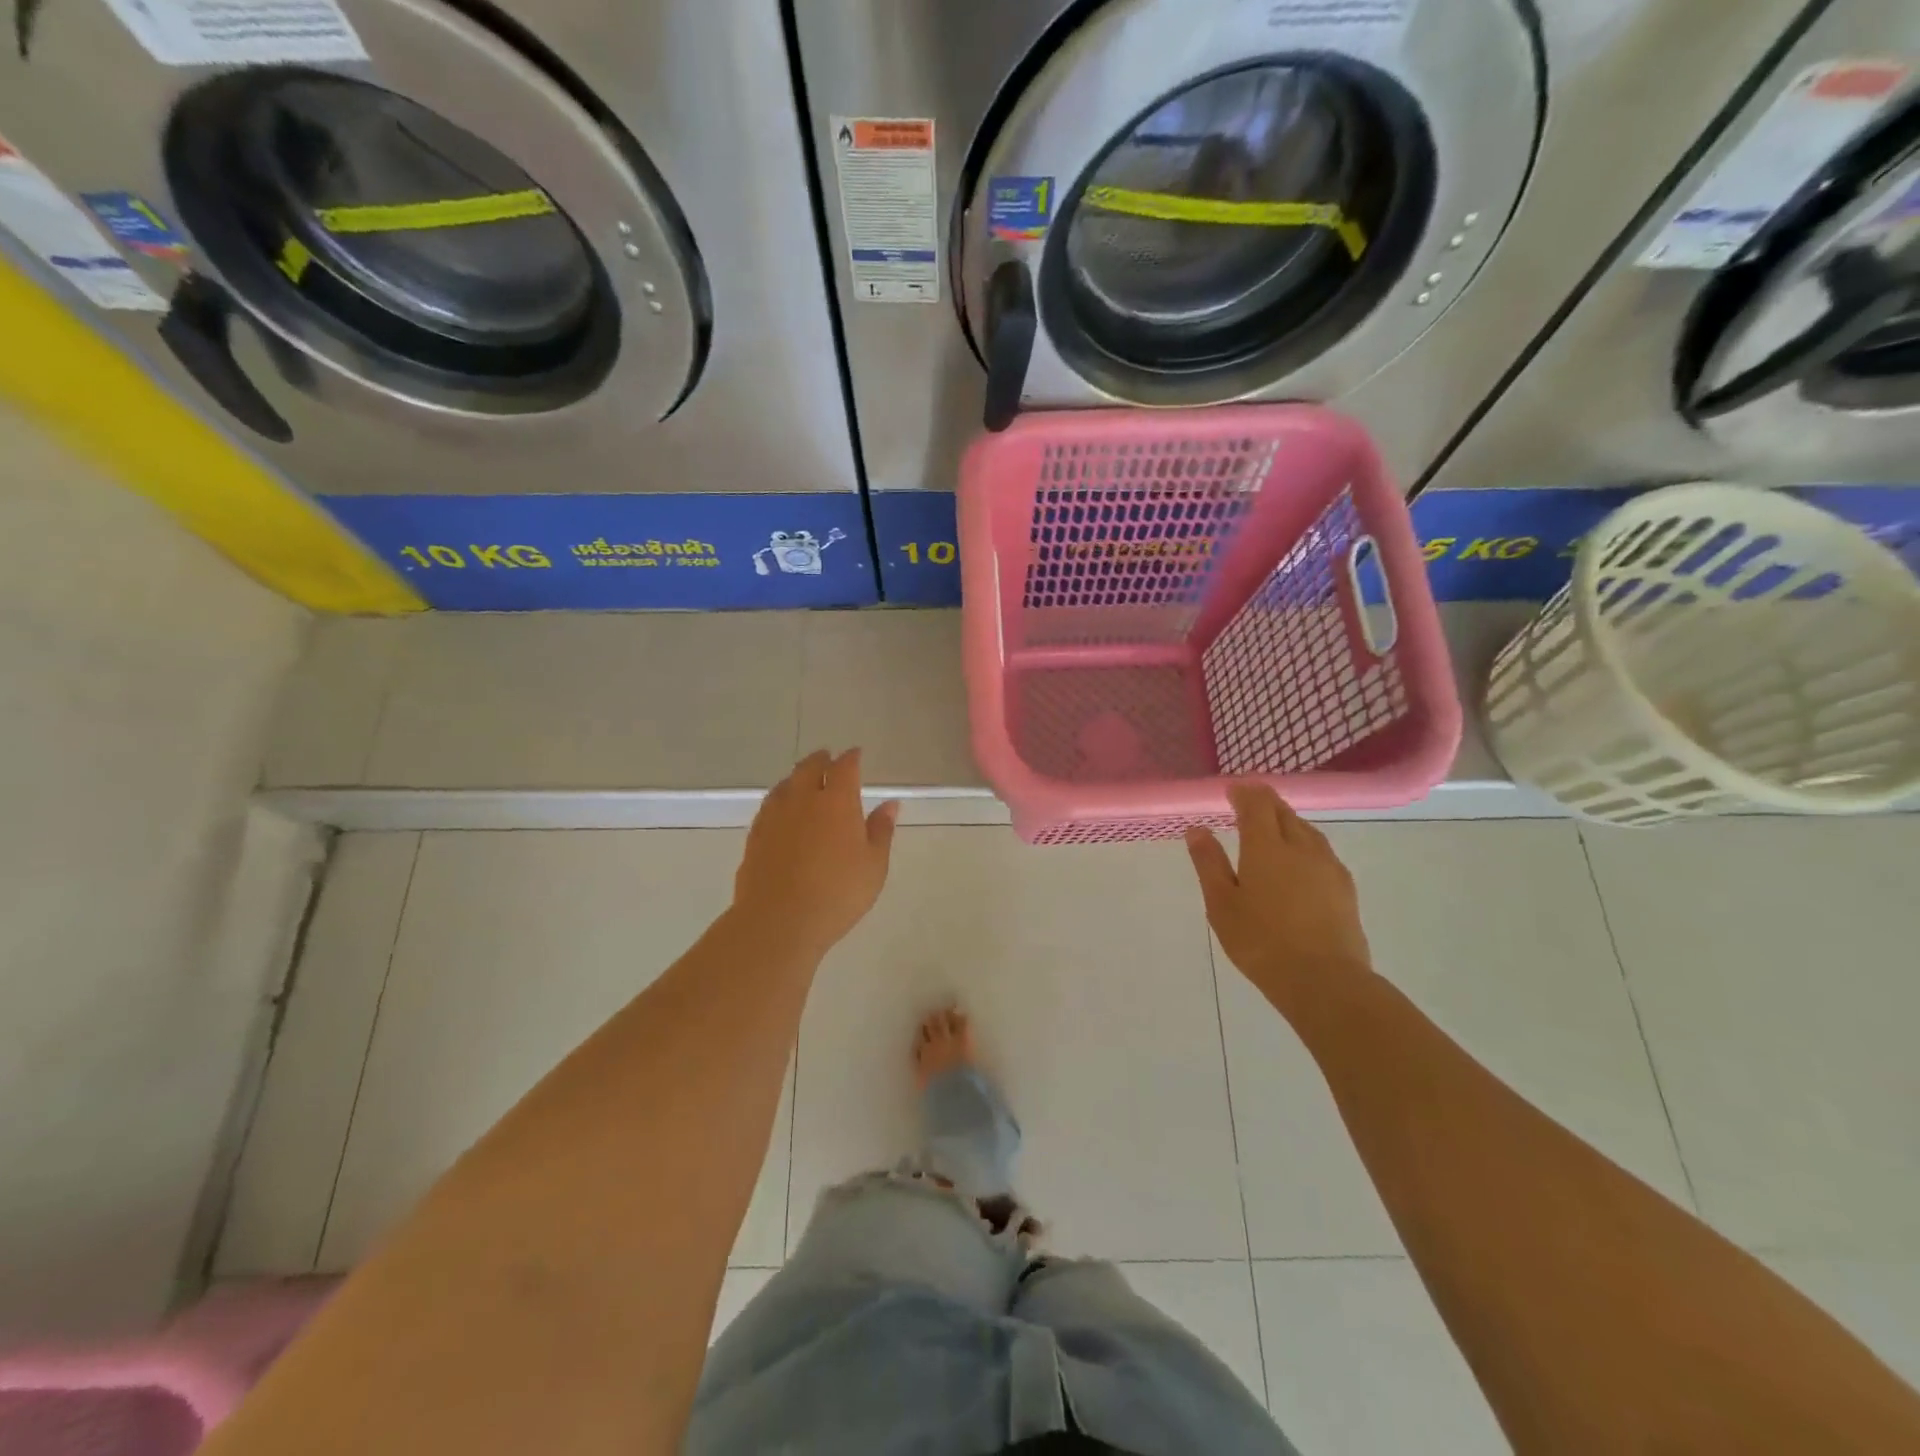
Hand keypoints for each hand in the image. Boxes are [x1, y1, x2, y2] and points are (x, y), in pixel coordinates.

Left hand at [733, 750, 898, 959]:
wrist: (778, 921)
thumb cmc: (837, 893)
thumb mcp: (873, 865)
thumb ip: (881, 831)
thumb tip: (890, 804)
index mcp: (836, 802)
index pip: (844, 768)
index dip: (851, 758)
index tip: (856, 754)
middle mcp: (803, 799)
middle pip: (809, 768)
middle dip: (821, 760)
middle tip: (828, 759)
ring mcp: (774, 816)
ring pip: (786, 784)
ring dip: (797, 777)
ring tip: (804, 780)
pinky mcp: (755, 835)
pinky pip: (770, 805)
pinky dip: (781, 799)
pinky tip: (783, 811)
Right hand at [1186, 785, 1373, 1010]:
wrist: (1324, 980)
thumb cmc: (1261, 942)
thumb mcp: (1222, 904)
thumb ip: (1209, 863)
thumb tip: (1197, 830)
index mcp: (1266, 848)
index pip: (1256, 805)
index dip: (1244, 792)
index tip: (1232, 789)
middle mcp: (1300, 847)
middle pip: (1284, 812)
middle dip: (1265, 802)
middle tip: (1250, 801)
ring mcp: (1328, 866)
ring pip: (1307, 830)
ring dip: (1288, 820)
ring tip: (1274, 825)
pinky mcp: (1345, 887)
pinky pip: (1322, 850)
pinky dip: (1306, 842)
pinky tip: (1302, 858)